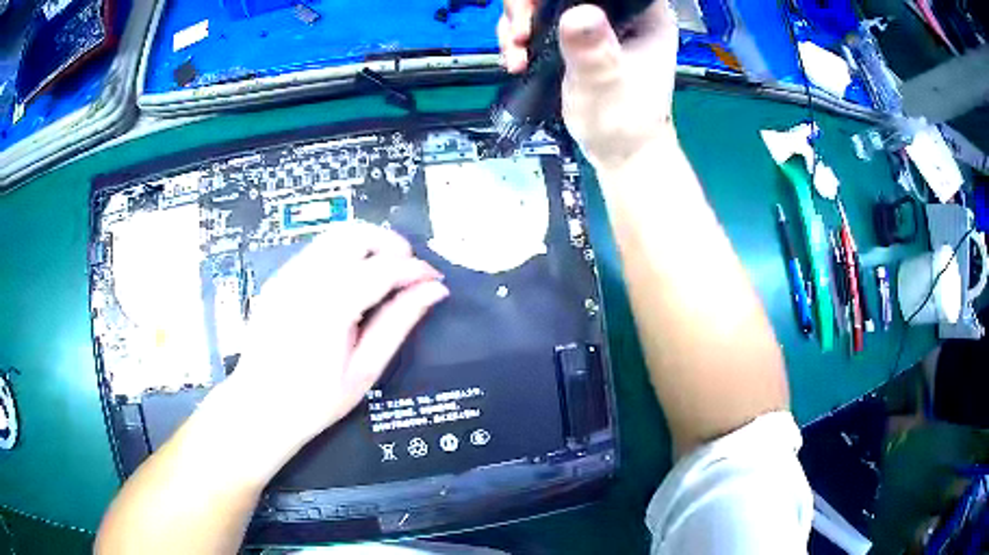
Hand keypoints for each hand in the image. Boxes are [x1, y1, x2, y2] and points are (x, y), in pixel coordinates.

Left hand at [223, 222, 448, 449]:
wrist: (259, 407)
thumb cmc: (315, 400)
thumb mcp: (364, 370)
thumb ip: (399, 322)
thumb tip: (432, 291)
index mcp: (329, 306)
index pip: (382, 267)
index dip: (415, 268)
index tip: (434, 279)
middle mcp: (303, 279)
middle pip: (355, 234)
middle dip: (389, 244)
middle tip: (406, 272)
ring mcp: (286, 275)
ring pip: (334, 236)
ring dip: (366, 246)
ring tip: (382, 276)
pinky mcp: (277, 279)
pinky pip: (316, 251)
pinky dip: (342, 256)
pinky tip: (349, 286)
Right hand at [498, 0, 679, 172]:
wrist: (621, 153)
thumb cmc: (624, 123)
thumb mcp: (605, 84)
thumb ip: (592, 50)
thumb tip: (578, 13)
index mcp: (643, 11)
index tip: (534, 8)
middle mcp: (622, 10)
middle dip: (529, 6)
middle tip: (518, 35)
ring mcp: (599, 23)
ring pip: (546, 2)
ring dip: (519, 22)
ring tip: (514, 54)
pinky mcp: (580, 38)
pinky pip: (541, 20)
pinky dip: (521, 35)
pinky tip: (516, 58)